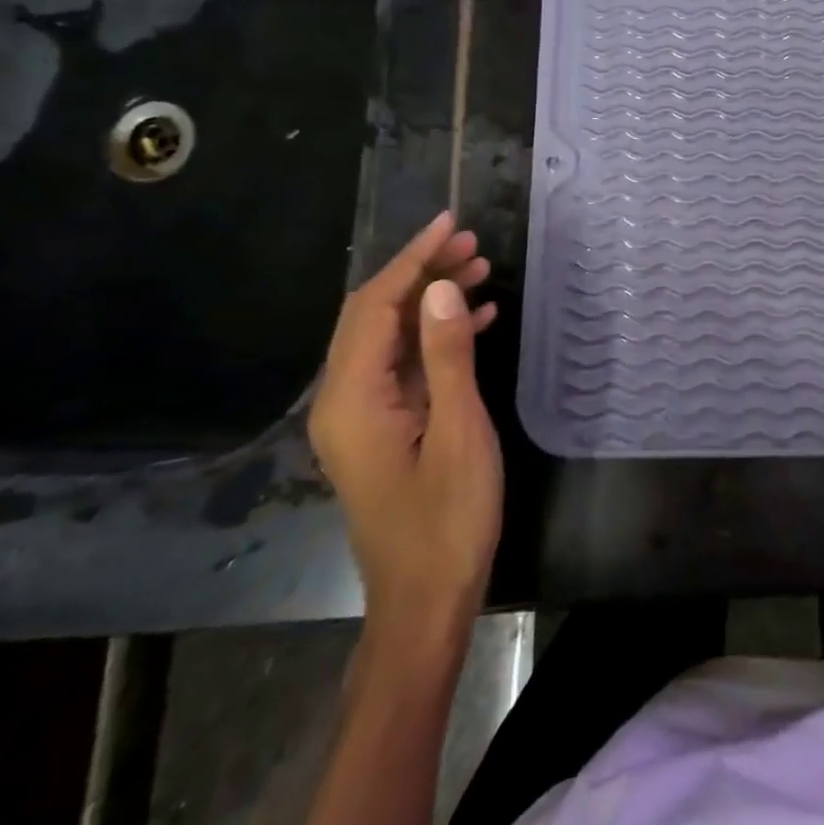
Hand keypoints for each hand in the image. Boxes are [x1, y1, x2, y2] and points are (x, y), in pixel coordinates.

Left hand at [308, 213, 501, 634]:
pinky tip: (476, 320)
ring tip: (480, 270)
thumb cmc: (448, 519)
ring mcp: (361, 416)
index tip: (450, 224)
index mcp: (351, 399)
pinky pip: (404, 366)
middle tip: (472, 243)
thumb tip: (439, 288)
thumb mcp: (459, 432)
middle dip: (421, 272)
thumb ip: (446, 357)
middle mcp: (343, 399)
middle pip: (375, 315)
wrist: (426, 600)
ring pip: (390, 337)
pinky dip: (436, 337)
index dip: (412, 259)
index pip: (376, 307)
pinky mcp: (382, 428)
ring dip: (430, 301)